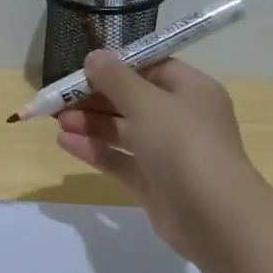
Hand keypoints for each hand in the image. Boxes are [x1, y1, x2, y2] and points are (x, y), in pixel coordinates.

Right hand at [54, 54, 254, 261]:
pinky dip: (95, 150)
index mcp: (192, 90)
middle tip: (61, 98)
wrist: (214, 216)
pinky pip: (120, 160)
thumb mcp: (147, 102)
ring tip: (58, 120)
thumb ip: (116, 79)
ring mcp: (168, 153)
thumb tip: (95, 56)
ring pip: (124, 132)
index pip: (153, 68)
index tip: (84, 69)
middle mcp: (182, 118)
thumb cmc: (184, 144)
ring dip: (91, 124)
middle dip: (97, 98)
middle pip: (134, 100)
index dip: (118, 67)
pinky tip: (64, 143)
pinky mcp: (154, 183)